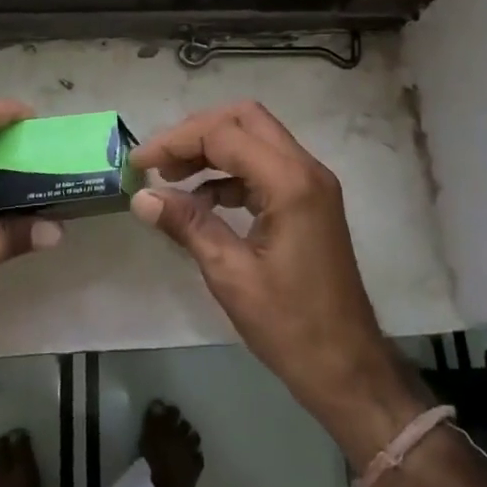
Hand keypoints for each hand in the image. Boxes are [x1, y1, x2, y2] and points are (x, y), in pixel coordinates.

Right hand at [130, 102, 423, 463]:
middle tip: (160, 162)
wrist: (347, 367)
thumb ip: (187, 225)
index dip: (176, 142)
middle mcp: (306, 169)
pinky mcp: (309, 200)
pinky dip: (231, 171)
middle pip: (245, 119)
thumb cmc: (290, 325)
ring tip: (173, 178)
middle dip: (197, 133)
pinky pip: (265, 165)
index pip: (224, 134)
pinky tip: (203, 199)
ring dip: (213, 149)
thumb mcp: (230, 275)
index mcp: (290, 182)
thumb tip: (141, 197)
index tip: (139, 164)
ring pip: (256, 137)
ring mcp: (312, 183)